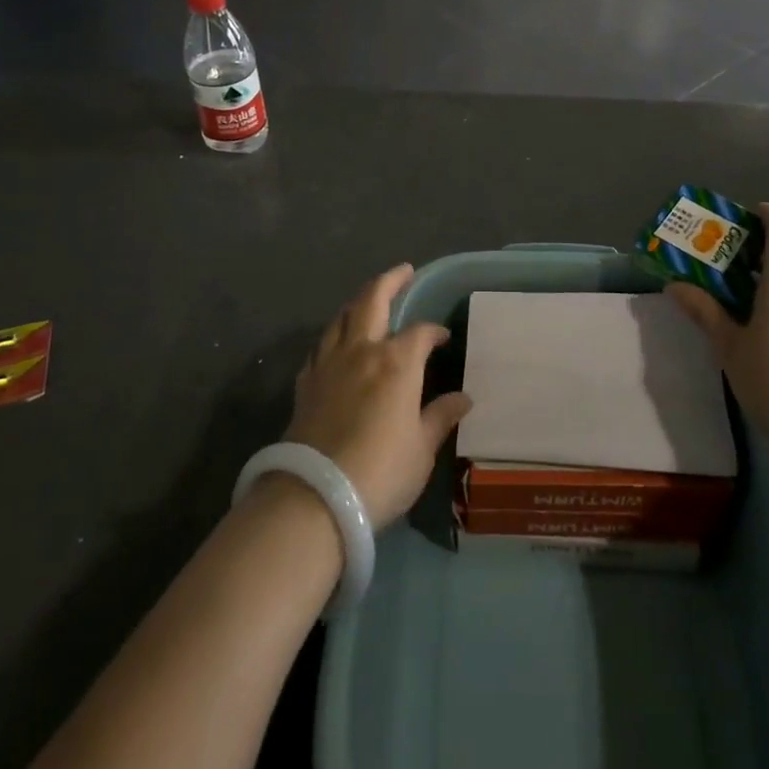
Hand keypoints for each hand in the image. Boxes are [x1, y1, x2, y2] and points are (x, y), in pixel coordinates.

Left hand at [285, 265, 472, 528]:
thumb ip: (440, 417)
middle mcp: (361, 351)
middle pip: (372, 300)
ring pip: (341, 318)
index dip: (434, 331)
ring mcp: (328, 364)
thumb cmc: (381, 471)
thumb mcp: (422, 449)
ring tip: (368, 300)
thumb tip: (463, 398)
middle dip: (390, 281)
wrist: (315, 496)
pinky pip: (320, 347)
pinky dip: (334, 336)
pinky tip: (336, 345)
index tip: (443, 338)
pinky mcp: (305, 383)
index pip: (420, 332)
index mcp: (396, 361)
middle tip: (403, 271)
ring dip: (358, 303)